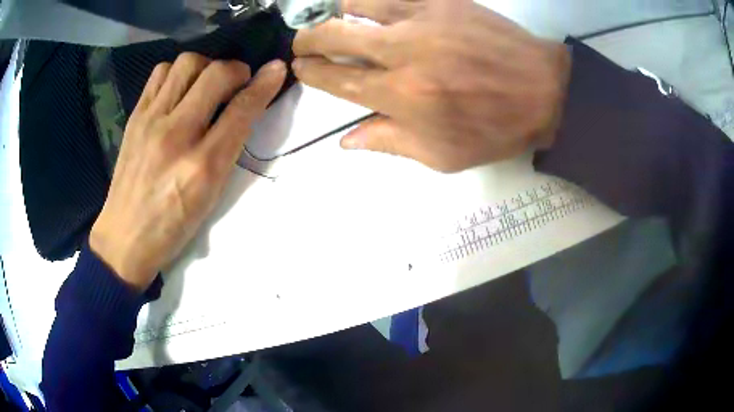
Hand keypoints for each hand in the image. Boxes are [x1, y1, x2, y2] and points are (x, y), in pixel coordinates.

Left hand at [90, 53, 286, 289]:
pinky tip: (179, 91)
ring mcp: (150, 121)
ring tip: (205, 85)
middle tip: (237, 83)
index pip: (240, 110)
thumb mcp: (210, 195)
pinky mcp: (135, 117)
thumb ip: (230, 148)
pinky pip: (160, 74)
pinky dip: (177, 73)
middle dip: (236, 70)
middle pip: (215, 75)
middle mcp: (175, 135)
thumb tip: (248, 108)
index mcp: (202, 166)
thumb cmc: (173, 225)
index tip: (277, 69)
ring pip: (186, 64)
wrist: (125, 237)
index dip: (264, 85)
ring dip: (205, 67)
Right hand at [293, 0, 570, 171]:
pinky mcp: (443, 0)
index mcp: (401, 95)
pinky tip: (366, 4)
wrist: (545, 91)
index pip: (338, 79)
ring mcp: (423, 18)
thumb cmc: (496, 128)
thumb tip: (346, 140)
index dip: (312, 72)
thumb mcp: (442, 155)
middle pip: (337, 36)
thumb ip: (389, 142)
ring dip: (335, 10)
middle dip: (309, 39)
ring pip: (359, 4)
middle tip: (301, 42)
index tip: (299, 68)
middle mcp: (403, 51)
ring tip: (329, 16)